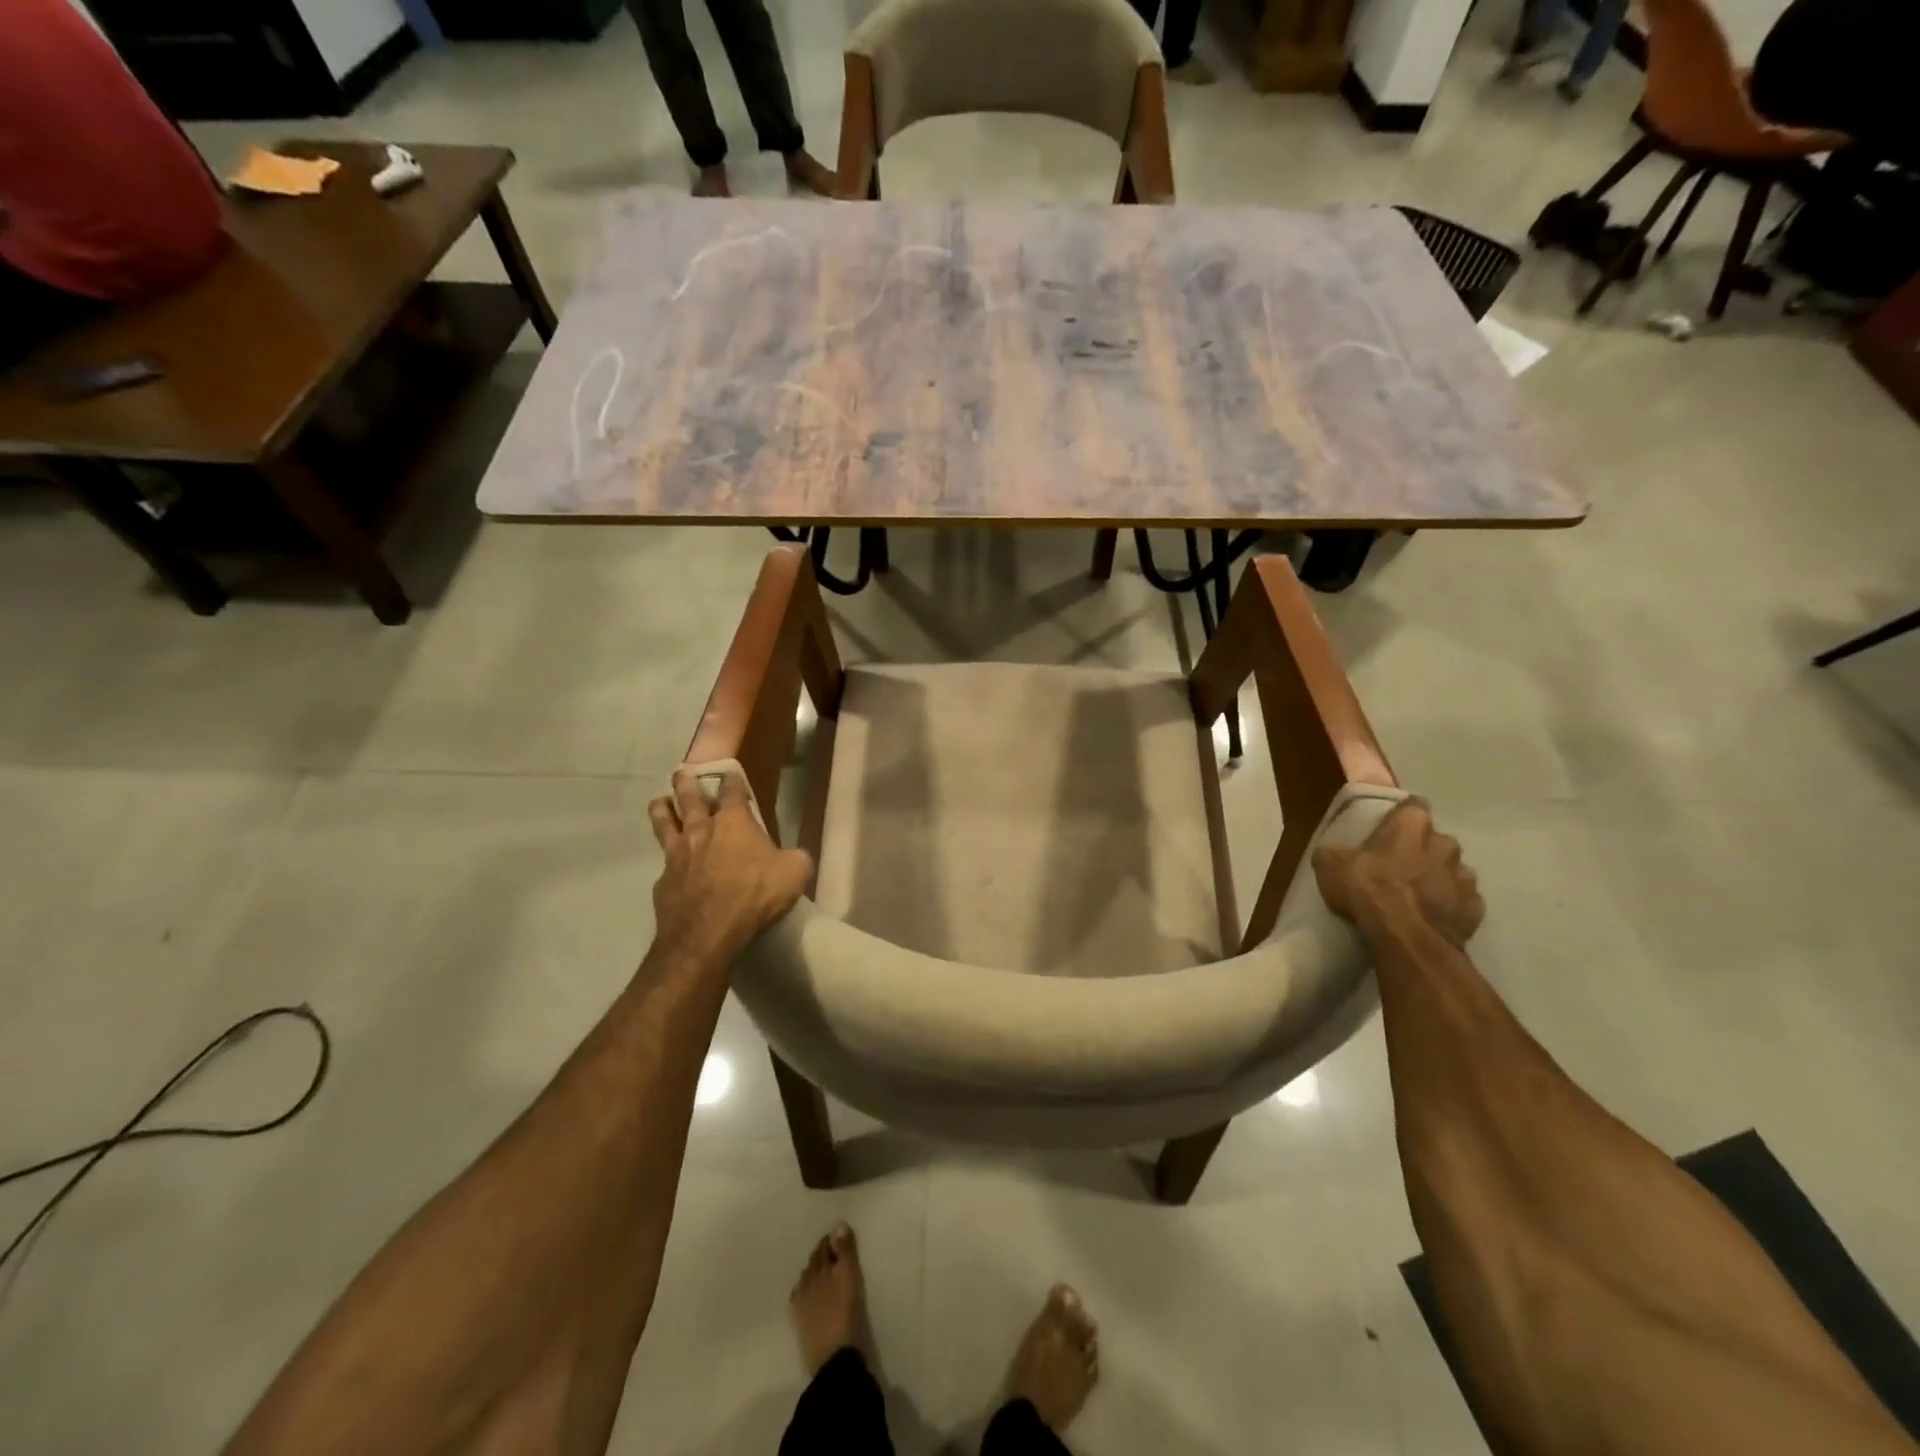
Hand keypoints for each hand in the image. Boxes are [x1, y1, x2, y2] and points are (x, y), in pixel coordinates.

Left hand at [647, 769, 811, 964]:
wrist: (707, 934)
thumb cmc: (755, 895)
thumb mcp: (795, 872)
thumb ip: (795, 857)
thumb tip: (792, 856)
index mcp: (734, 822)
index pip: (732, 790)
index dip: (733, 781)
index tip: (732, 775)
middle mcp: (701, 830)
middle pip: (689, 798)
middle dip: (686, 783)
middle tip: (682, 772)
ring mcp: (677, 855)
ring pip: (664, 823)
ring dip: (662, 809)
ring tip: (660, 801)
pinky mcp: (663, 881)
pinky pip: (663, 863)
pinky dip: (666, 859)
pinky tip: (668, 864)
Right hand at [1313, 800, 1483, 946]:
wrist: (1405, 938)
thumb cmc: (1367, 889)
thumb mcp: (1329, 866)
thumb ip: (1334, 853)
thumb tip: (1330, 854)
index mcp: (1410, 825)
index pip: (1413, 806)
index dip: (1401, 817)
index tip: (1389, 828)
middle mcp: (1444, 844)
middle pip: (1435, 840)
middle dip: (1422, 850)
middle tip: (1399, 866)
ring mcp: (1464, 877)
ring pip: (1453, 871)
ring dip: (1438, 878)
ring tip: (1416, 896)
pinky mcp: (1475, 908)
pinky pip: (1462, 901)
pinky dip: (1450, 906)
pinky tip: (1431, 918)